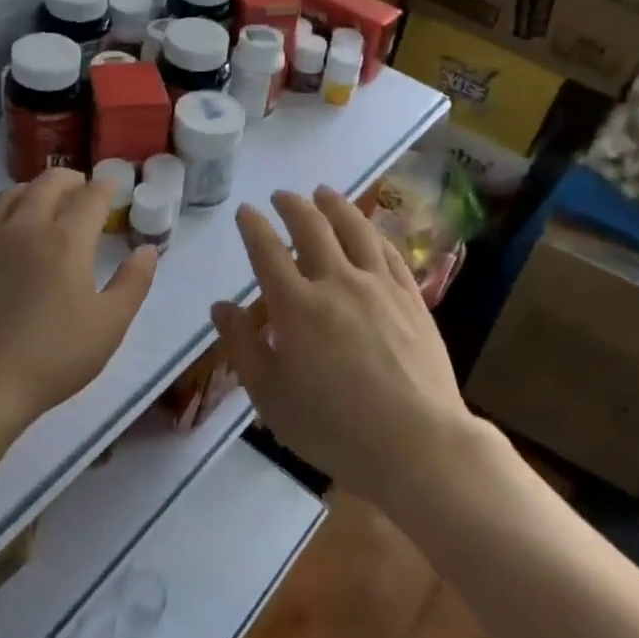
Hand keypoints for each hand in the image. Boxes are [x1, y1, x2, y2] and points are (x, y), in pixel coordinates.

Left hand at [0, 170, 156, 426]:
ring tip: (48, 202)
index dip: (106, 187)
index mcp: (67, 239)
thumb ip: (134, 283)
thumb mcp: (109, 325)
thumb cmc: (52, 356)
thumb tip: (146, 250)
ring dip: (38, 188)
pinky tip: (13, 228)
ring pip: (15, 192)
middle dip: (73, 180)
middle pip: (50, 182)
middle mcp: (28, 225)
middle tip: (84, 190)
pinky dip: (10, 207)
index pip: (91, 196)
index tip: (114, 188)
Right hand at [210, 187, 473, 507]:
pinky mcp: (411, 298)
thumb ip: (242, 346)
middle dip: (292, 206)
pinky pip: (389, 252)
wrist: (417, 444)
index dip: (253, 226)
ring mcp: (379, 286)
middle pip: (311, 228)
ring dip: (335, 206)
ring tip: (324, 193)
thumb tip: (221, 306)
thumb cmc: (333, 428)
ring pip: (355, 229)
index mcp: (296, 306)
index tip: (245, 211)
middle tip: (282, 195)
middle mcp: (336, 282)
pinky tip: (369, 230)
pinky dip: (373, 233)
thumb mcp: (270, 396)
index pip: (266, 251)